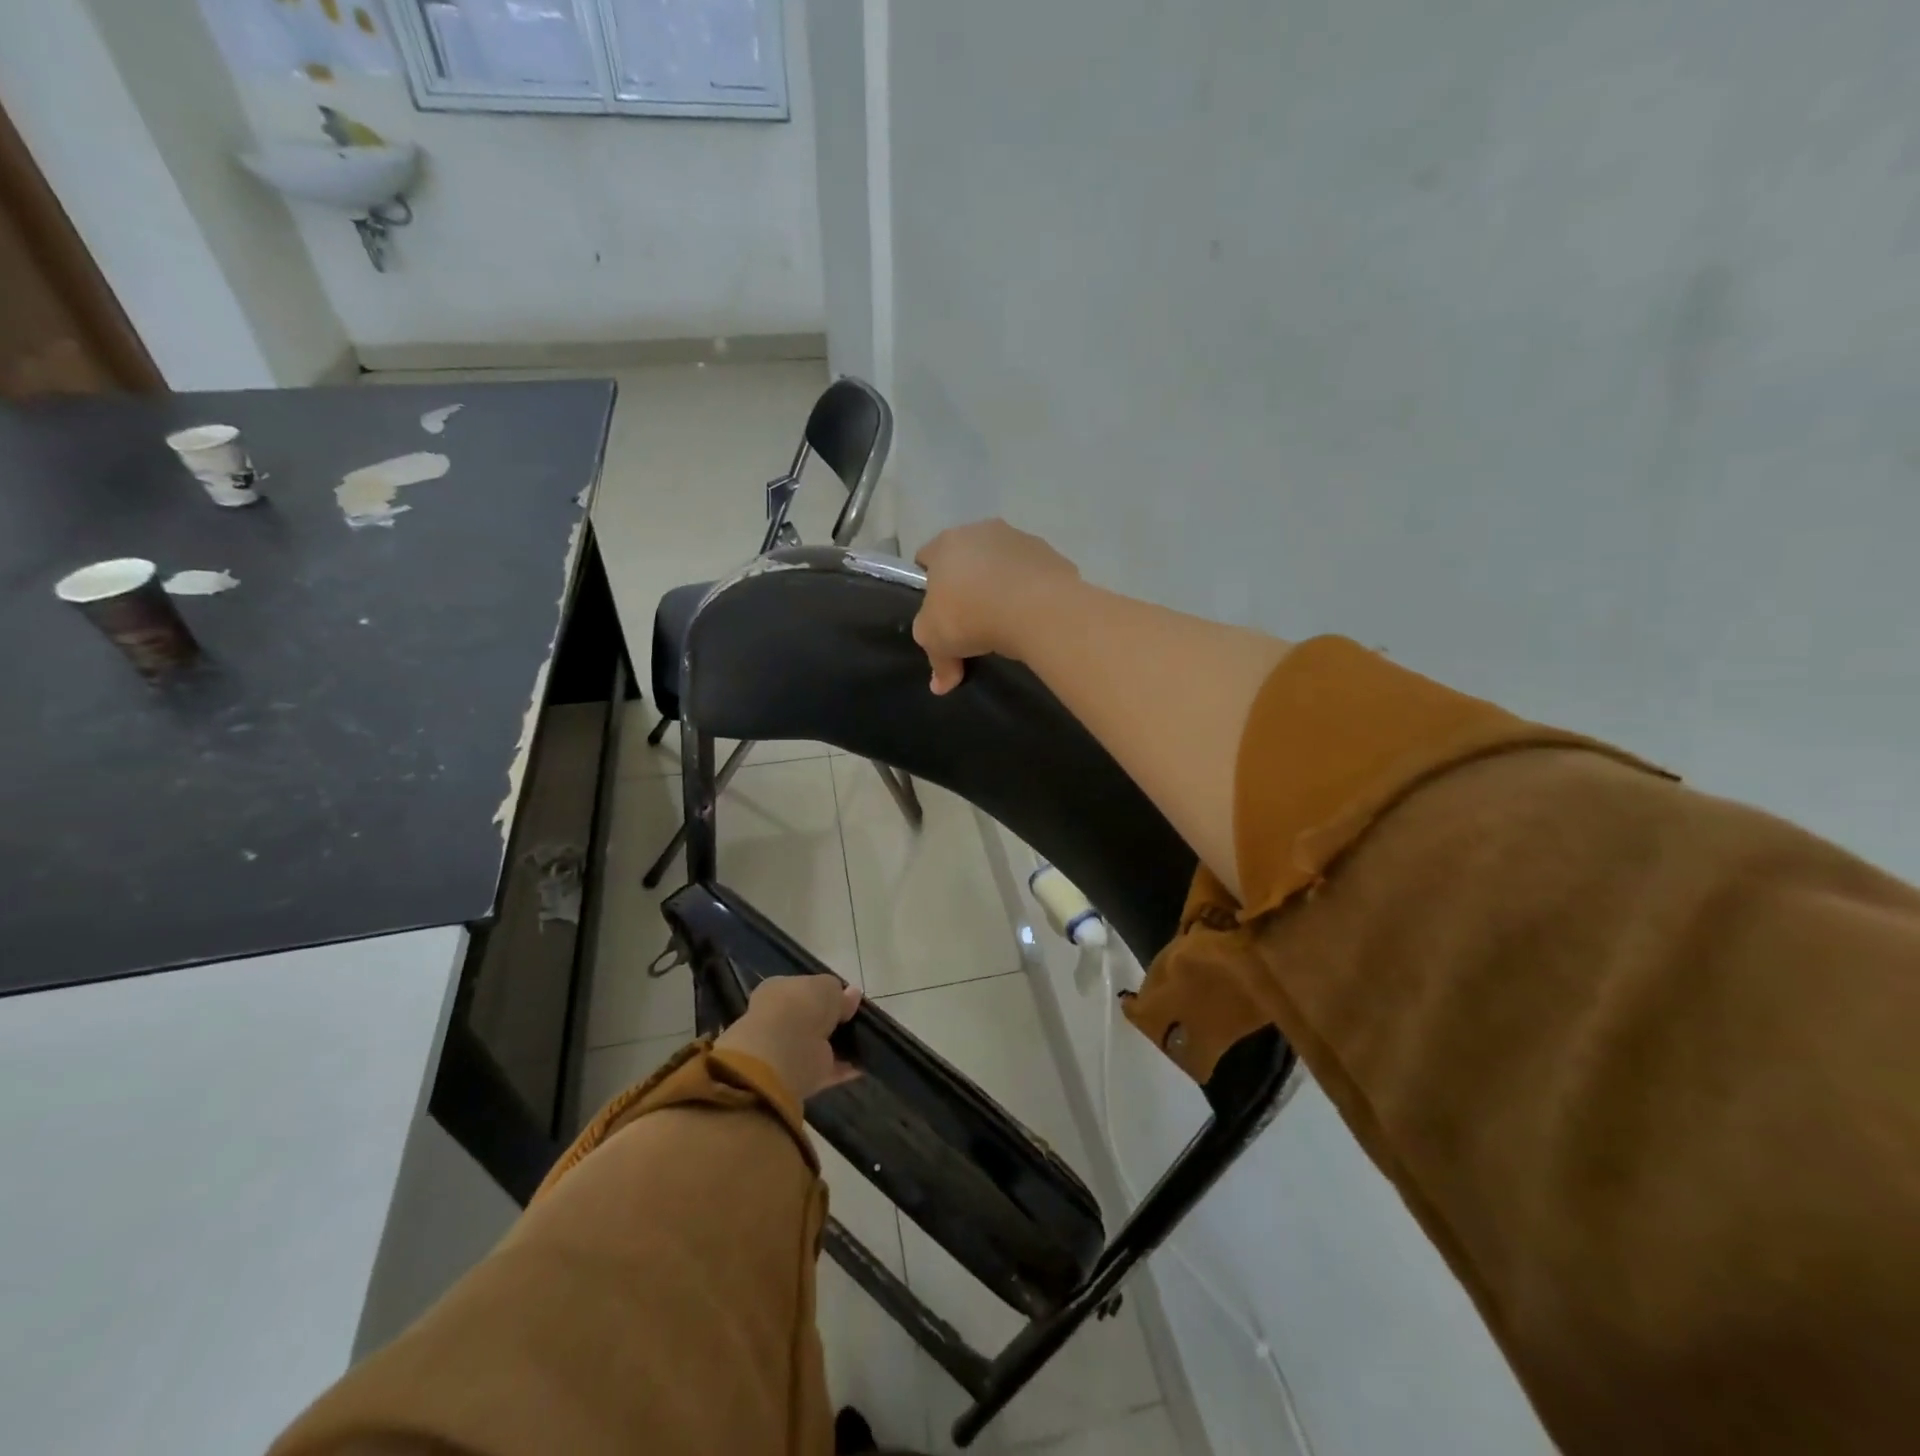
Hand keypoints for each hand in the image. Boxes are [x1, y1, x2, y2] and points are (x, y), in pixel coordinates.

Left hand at [716, 974, 861, 1100]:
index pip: (801, 988)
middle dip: (831, 1020)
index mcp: (778, 990)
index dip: (823, 993)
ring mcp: (787, 1049)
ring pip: (817, 1044)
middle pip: (810, 1018)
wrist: (786, 1049)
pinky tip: (863, 1064)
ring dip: (837, 1044)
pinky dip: (843, 1067)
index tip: (845, 999)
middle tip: (855, 1020)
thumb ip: (840, 994)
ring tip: (864, 1040)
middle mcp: (779, 1019)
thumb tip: (852, 994)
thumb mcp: (828, 987)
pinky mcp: (799, 1075)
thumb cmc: (803, 1005)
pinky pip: (825, 1068)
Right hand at [912, 519, 1081, 693]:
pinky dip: (1031, 592)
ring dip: (1001, 585)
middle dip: (968, 584)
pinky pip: (1034, 576)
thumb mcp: (938, 644)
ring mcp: (1021, 539)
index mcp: (946, 544)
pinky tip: (1032, 618)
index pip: (927, 558)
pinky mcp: (1053, 555)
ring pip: (1003, 564)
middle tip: (971, 619)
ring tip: (1005, 622)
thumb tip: (940, 684)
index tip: (938, 612)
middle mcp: (982, 530)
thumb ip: (937, 661)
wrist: (1037, 609)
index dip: (929, 585)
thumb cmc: (971, 616)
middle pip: (968, 558)